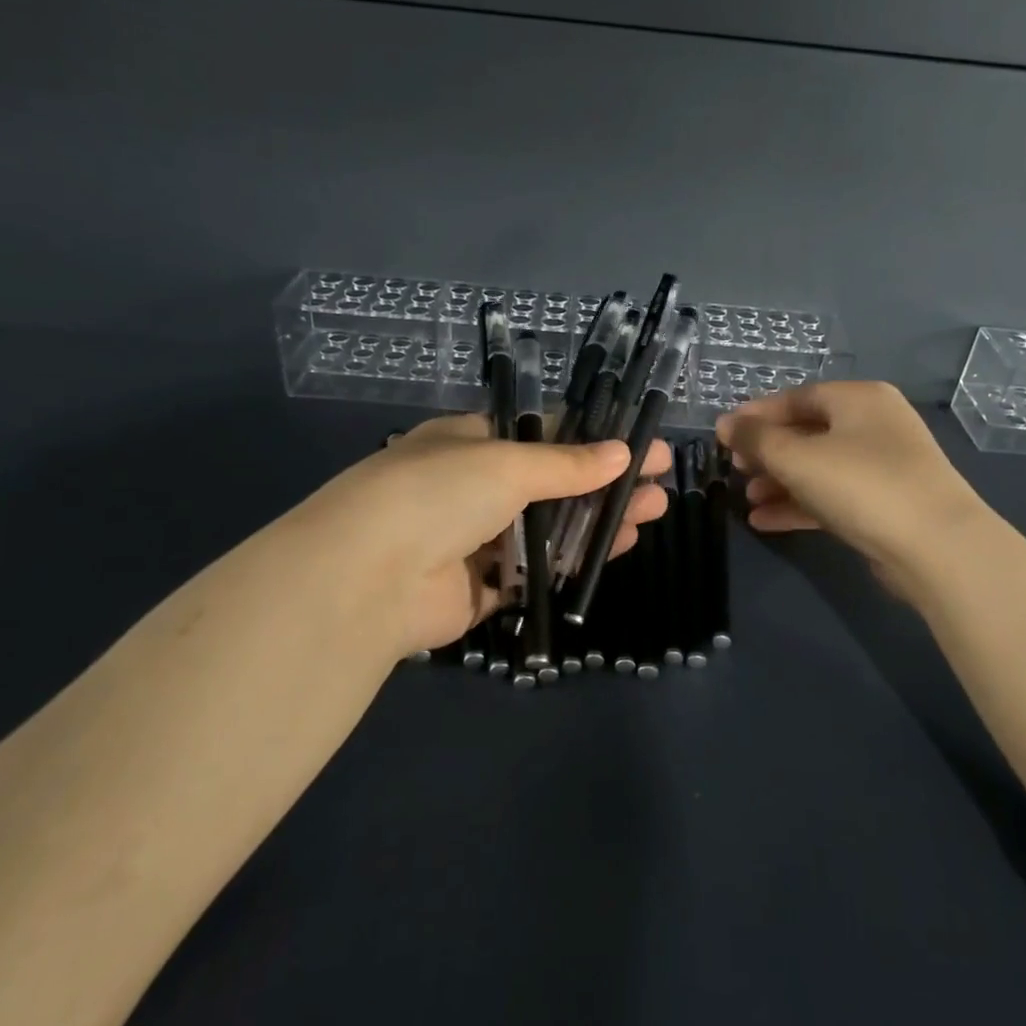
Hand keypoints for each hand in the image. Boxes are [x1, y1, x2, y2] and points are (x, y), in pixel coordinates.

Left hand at [294, 413, 670, 656]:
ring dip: (597, 523)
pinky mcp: (477, 591)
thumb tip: (622, 454)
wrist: (367, 577)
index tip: (639, 446)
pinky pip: (534, 574)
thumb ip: (566, 464)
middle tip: (658, 485)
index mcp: (468, 443)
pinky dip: (572, 565)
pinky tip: (613, 554)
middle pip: (552, 484)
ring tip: (651, 516)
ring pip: (548, 530)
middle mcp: (470, 489)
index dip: (593, 439)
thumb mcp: (506, 463)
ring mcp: (473, 541)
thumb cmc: (437, 494)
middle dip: (605, 484)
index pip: (541, 435)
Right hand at [715, 381, 983, 600]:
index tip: (724, 435)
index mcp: (859, 399)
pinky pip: (832, 496)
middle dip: (768, 452)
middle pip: (808, 432)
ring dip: (780, 482)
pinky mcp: (885, 505)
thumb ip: (756, 438)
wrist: (936, 548)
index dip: (757, 414)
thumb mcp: (797, 457)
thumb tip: (725, 425)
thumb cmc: (862, 485)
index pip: (797, 397)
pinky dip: (799, 505)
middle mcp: (874, 425)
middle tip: (736, 468)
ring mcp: (883, 466)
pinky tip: (765, 521)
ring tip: (747, 499)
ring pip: (819, 467)